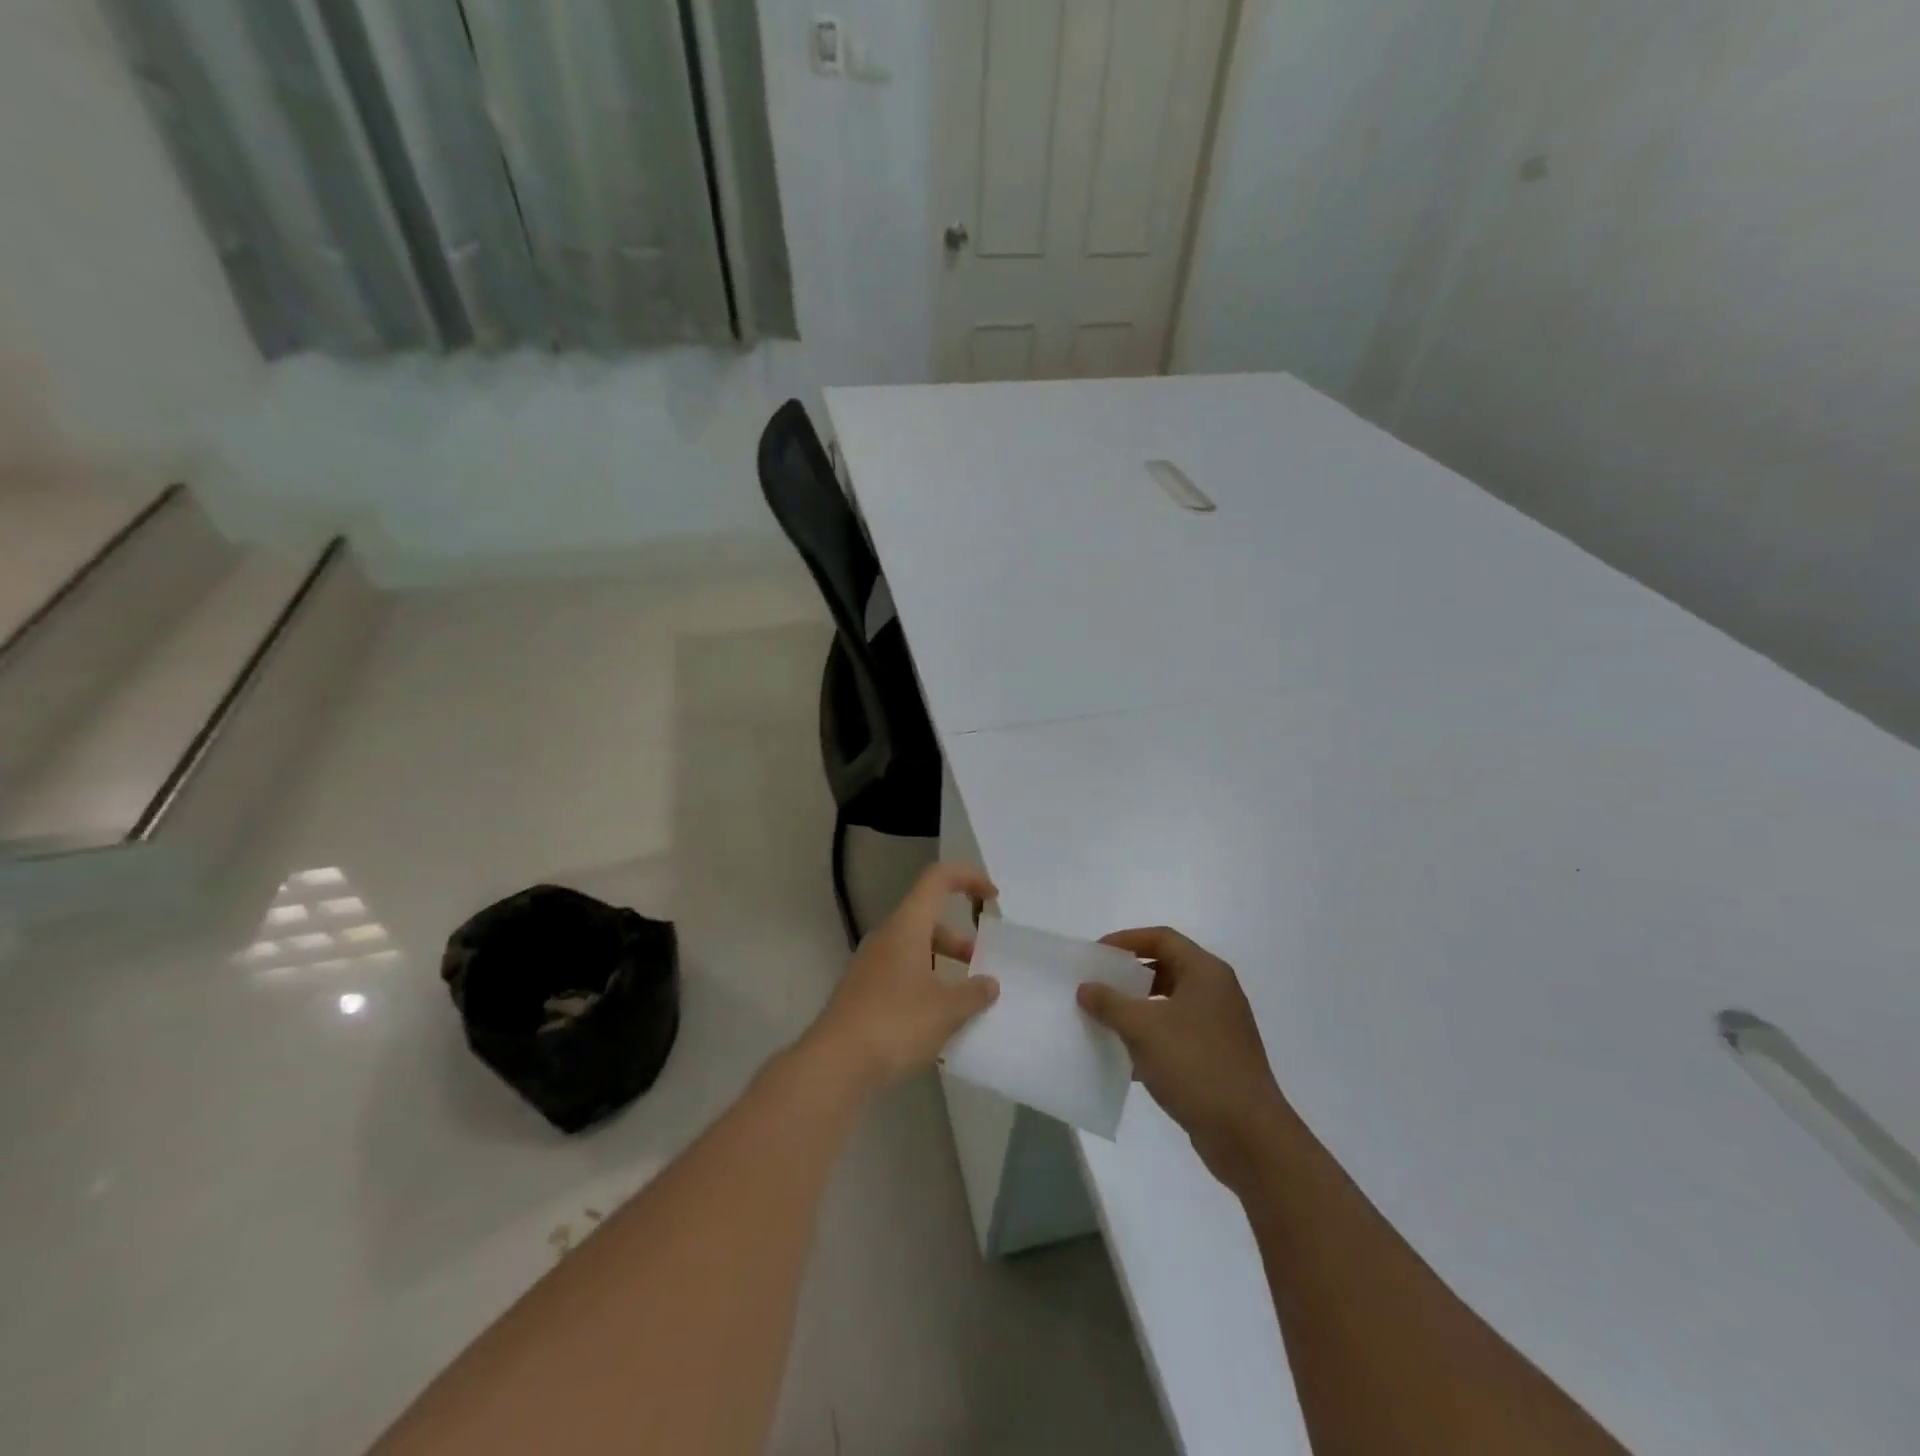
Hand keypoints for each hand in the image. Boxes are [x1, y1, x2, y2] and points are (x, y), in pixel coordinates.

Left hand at [806, 863, 1000, 1093]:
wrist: (835, 1065)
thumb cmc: (895, 1024)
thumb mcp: (946, 1010)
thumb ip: (974, 993)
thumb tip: (989, 984)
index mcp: (907, 926)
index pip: (937, 879)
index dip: (968, 878)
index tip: (993, 898)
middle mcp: (887, 937)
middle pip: (928, 919)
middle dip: (960, 938)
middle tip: (981, 965)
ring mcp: (871, 966)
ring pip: (915, 949)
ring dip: (943, 965)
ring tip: (965, 1000)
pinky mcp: (864, 993)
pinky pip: (902, 975)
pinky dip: (925, 986)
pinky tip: (937, 1022)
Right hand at [1078, 927, 1291, 1188]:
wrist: (1249, 1136)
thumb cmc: (1196, 1066)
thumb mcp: (1143, 1029)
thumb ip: (1110, 1003)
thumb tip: (1086, 988)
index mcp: (1206, 973)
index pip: (1162, 938)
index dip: (1126, 940)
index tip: (1096, 955)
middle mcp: (1216, 993)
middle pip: (1166, 969)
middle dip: (1129, 977)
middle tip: (1096, 986)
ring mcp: (1219, 1028)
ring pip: (1169, 1005)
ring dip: (1136, 1011)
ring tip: (1104, 1021)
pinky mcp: (1216, 1059)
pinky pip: (1176, 1036)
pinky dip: (1150, 1041)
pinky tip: (1125, 1061)